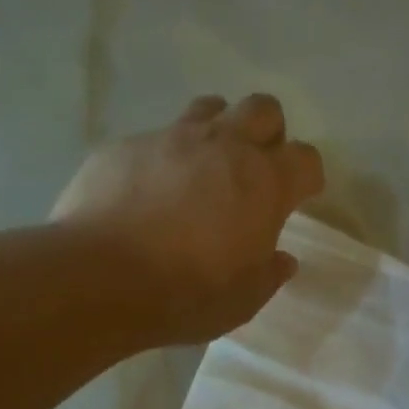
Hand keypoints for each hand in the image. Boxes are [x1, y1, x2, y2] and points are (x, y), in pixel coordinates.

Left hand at [52, 94, 324, 343]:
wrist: (102, 277)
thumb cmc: (188, 293)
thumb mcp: (243, 300)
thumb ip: (268, 274)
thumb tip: (282, 260)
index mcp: (265, 182)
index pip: (306, 159)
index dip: (306, 177)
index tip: (299, 197)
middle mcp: (224, 146)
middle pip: (263, 109)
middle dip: (267, 134)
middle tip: (253, 172)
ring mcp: (172, 138)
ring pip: (209, 108)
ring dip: (216, 131)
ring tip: (203, 170)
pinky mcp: (126, 145)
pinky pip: (155, 138)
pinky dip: (163, 159)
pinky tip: (147, 192)